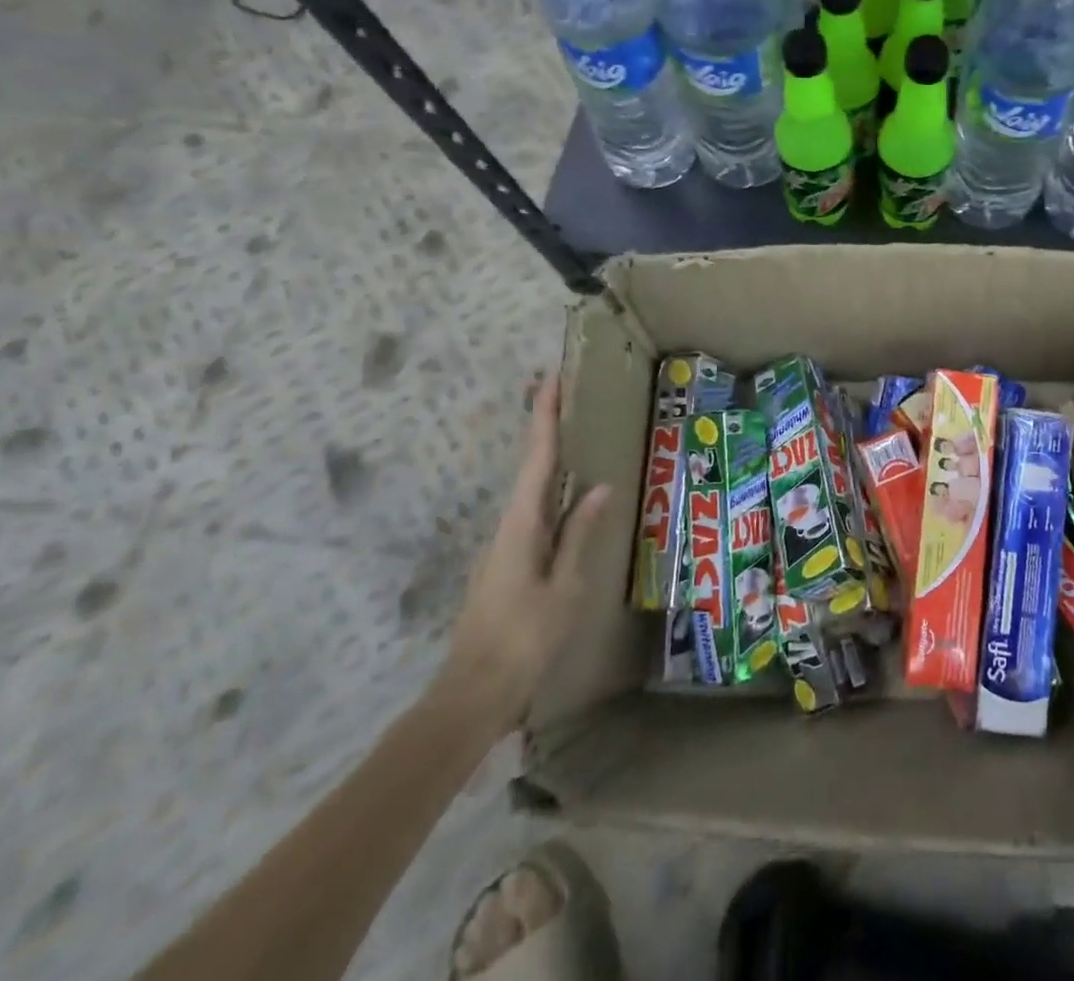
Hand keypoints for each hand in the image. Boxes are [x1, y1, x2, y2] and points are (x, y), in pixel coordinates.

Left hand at [435, 370, 610, 739]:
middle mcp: (508, 527)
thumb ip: (580, 535)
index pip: (537, 459)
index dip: (544, 417)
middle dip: (545, 428)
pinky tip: (569, 496)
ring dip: (548, 458)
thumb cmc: (524, 638)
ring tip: (574, 433)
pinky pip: (535, 514)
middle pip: (531, 467)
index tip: (549, 379)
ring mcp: (505, 547)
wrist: (473, 694)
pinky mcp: (508, 564)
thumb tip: (601, 487)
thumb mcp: (565, 587)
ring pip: (532, 491)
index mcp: (521, 525)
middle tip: (566, 394)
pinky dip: (550, 491)